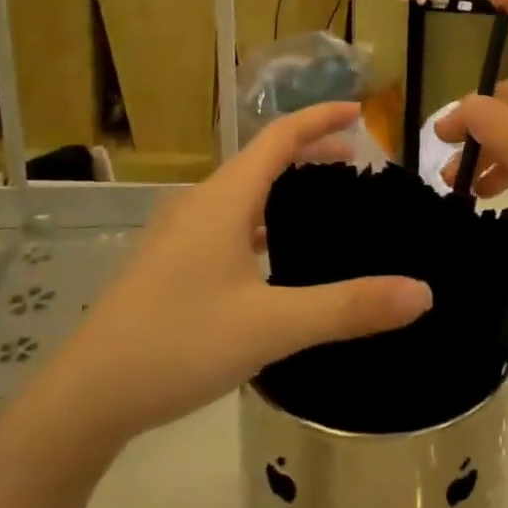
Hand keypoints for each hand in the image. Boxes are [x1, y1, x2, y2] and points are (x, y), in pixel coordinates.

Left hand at [46, 102, 431, 446]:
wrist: (86, 396)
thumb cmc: (178, 345)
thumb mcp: (271, 327)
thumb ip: (348, 307)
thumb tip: (422, 292)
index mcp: (223, 200)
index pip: (279, 137)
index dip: (319, 119)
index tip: (359, 112)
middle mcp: (199, 204)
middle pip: (261, 159)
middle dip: (309, 152)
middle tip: (355, 162)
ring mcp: (177, 233)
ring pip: (241, 192)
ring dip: (283, 185)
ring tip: (321, 201)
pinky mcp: (168, 261)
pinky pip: (225, 220)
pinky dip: (260, 217)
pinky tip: (271, 254)